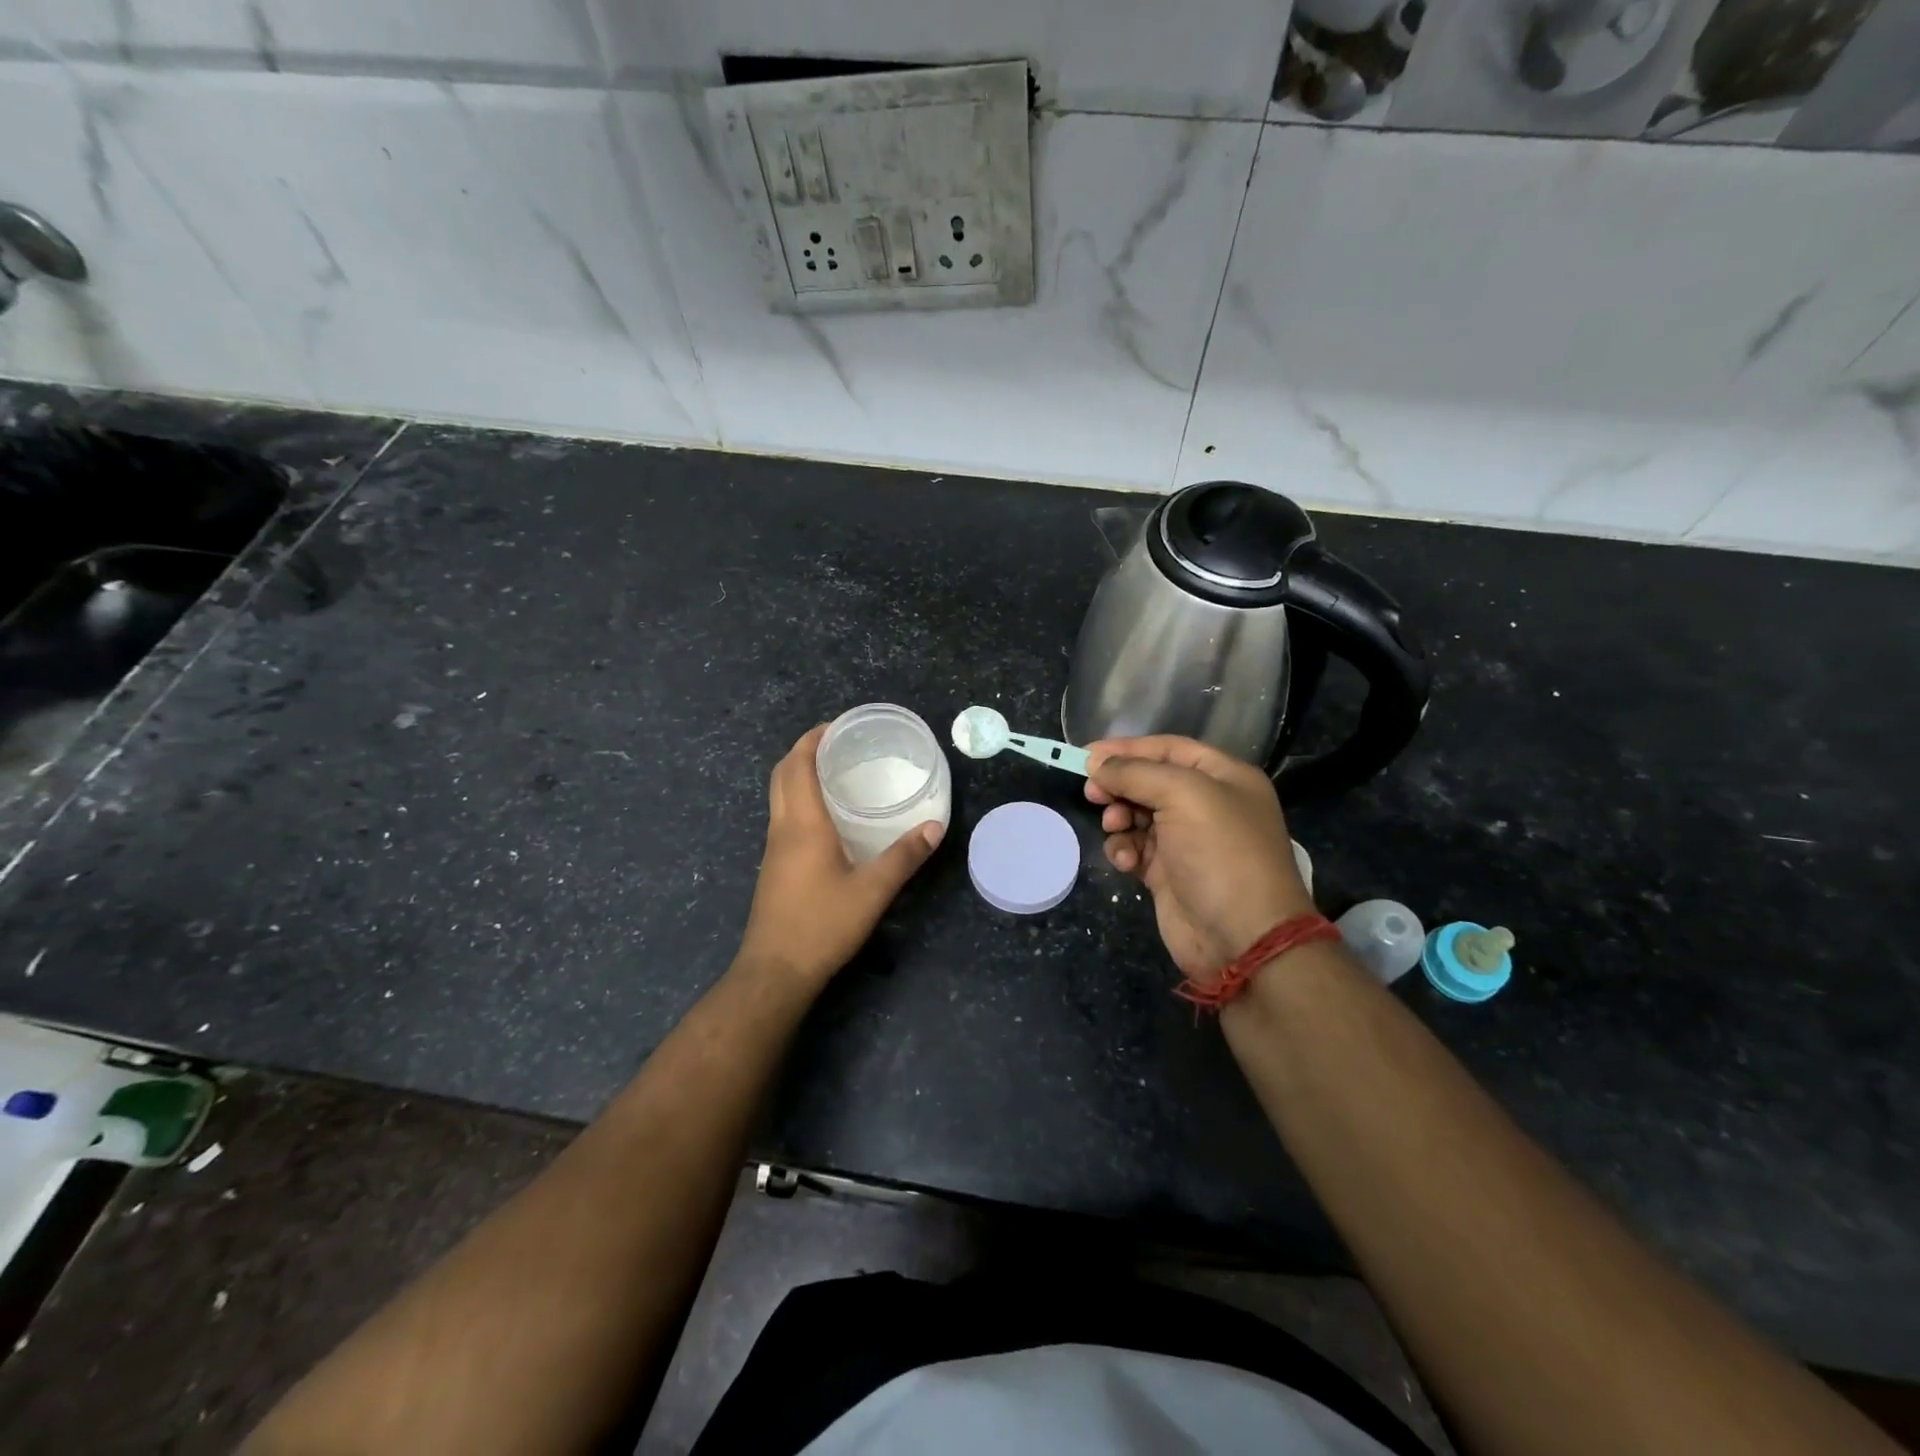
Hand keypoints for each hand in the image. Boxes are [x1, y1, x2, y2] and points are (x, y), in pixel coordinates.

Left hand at [737, 725, 942, 987]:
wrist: (775, 971)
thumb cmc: (822, 925)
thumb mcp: (872, 891)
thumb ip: (904, 857)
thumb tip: (935, 827)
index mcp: (803, 825)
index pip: (797, 766)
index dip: (812, 739)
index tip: (836, 725)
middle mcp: (782, 829)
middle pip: (781, 775)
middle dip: (803, 751)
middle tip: (837, 743)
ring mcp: (774, 849)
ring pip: (779, 796)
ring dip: (798, 775)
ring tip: (835, 772)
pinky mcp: (774, 867)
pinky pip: (783, 817)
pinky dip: (799, 799)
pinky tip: (827, 816)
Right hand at [1085, 735, 1313, 985]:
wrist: (1242, 937)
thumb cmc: (1220, 853)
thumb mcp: (1183, 796)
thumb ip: (1136, 772)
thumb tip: (1096, 764)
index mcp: (1223, 777)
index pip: (1168, 748)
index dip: (1126, 749)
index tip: (1085, 755)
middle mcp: (1207, 805)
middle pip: (1149, 781)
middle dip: (1119, 785)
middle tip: (1093, 793)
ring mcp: (1187, 841)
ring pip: (1137, 815)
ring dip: (1120, 818)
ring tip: (1115, 828)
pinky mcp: (1168, 873)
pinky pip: (1136, 848)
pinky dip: (1125, 850)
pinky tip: (1126, 861)